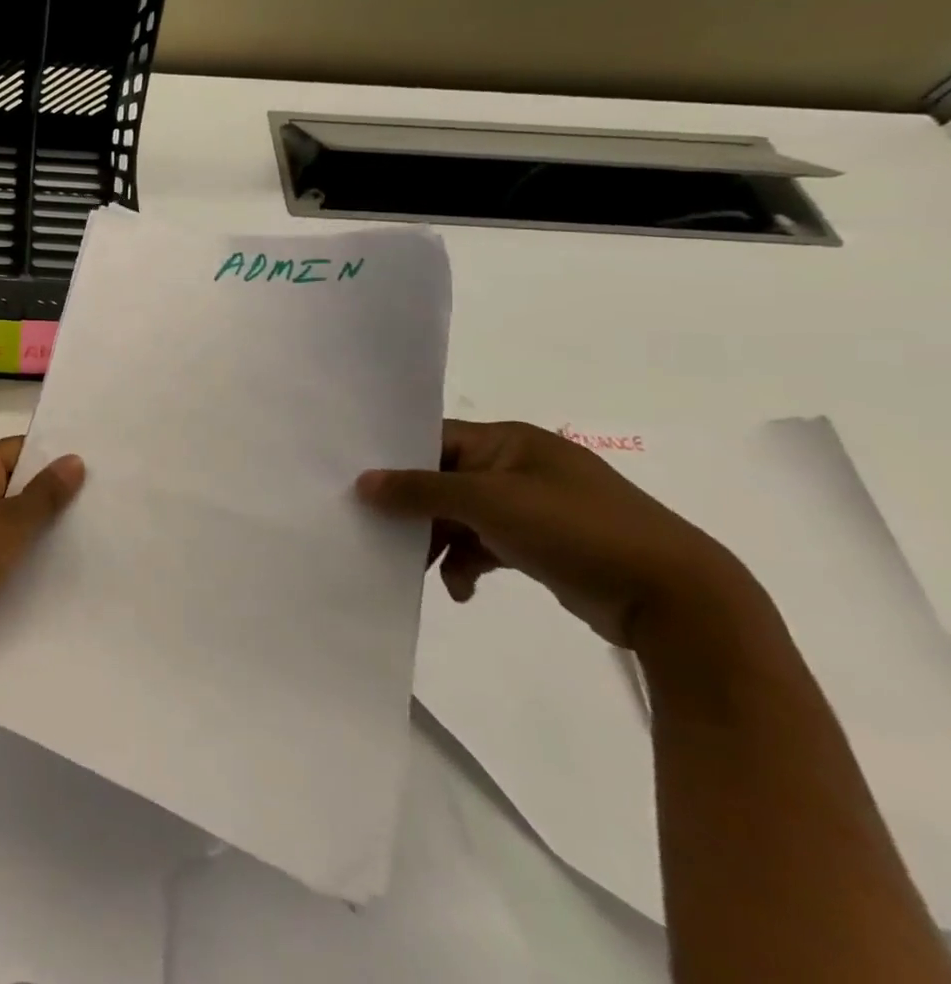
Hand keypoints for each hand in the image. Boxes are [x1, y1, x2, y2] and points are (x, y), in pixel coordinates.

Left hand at [0, 438, 84, 653]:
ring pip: (2, 510)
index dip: (54, 459)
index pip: (22, 448)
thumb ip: (45, 493)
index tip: (91, 474)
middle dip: (46, 493)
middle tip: (91, 506)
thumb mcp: (12, 523)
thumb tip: (75, 459)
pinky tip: (39, 561)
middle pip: (13, 478)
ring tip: (74, 535)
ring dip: (29, 522)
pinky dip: (11, 543)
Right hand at [358, 419, 754, 650]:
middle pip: (444, 479)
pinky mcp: (544, 546)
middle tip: (382, 533)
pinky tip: (462, 591)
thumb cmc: (575, 530)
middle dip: (414, 509)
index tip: (361, 485)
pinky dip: (469, 564)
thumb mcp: (488, 503)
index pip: (434, 439)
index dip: (397, 459)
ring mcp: (534, 507)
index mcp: (509, 441)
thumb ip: (420, 490)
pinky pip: (488, 546)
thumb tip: (363, 482)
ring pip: (462, 516)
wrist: (676, 599)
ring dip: (439, 542)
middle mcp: (519, 467)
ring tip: (421, 570)